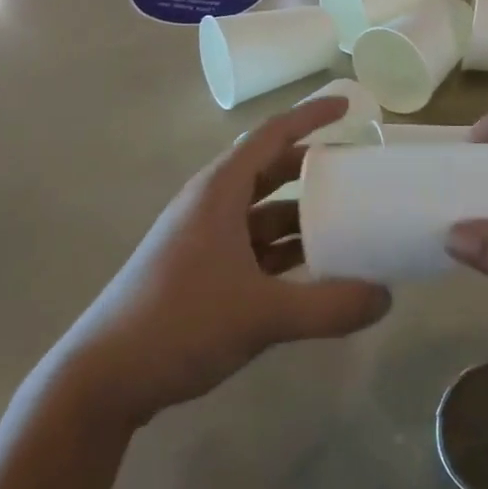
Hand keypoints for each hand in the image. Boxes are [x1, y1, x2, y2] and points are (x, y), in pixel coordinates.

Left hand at [53, 97, 391, 426]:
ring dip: (301, 214)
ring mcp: (204, 240)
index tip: (349, 108)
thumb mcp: (261, 315)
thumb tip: (386, 298)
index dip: (311, 116)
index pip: (272, 135)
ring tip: (346, 219)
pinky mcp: (201, 272)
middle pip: (269, 170)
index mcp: (219, 191)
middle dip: (313, 166)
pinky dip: (286, 250)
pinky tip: (314, 269)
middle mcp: (211, 206)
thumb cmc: (178, 323)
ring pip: (263, 212)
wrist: (102, 381)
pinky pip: (254, 246)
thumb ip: (328, 307)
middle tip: (356, 169)